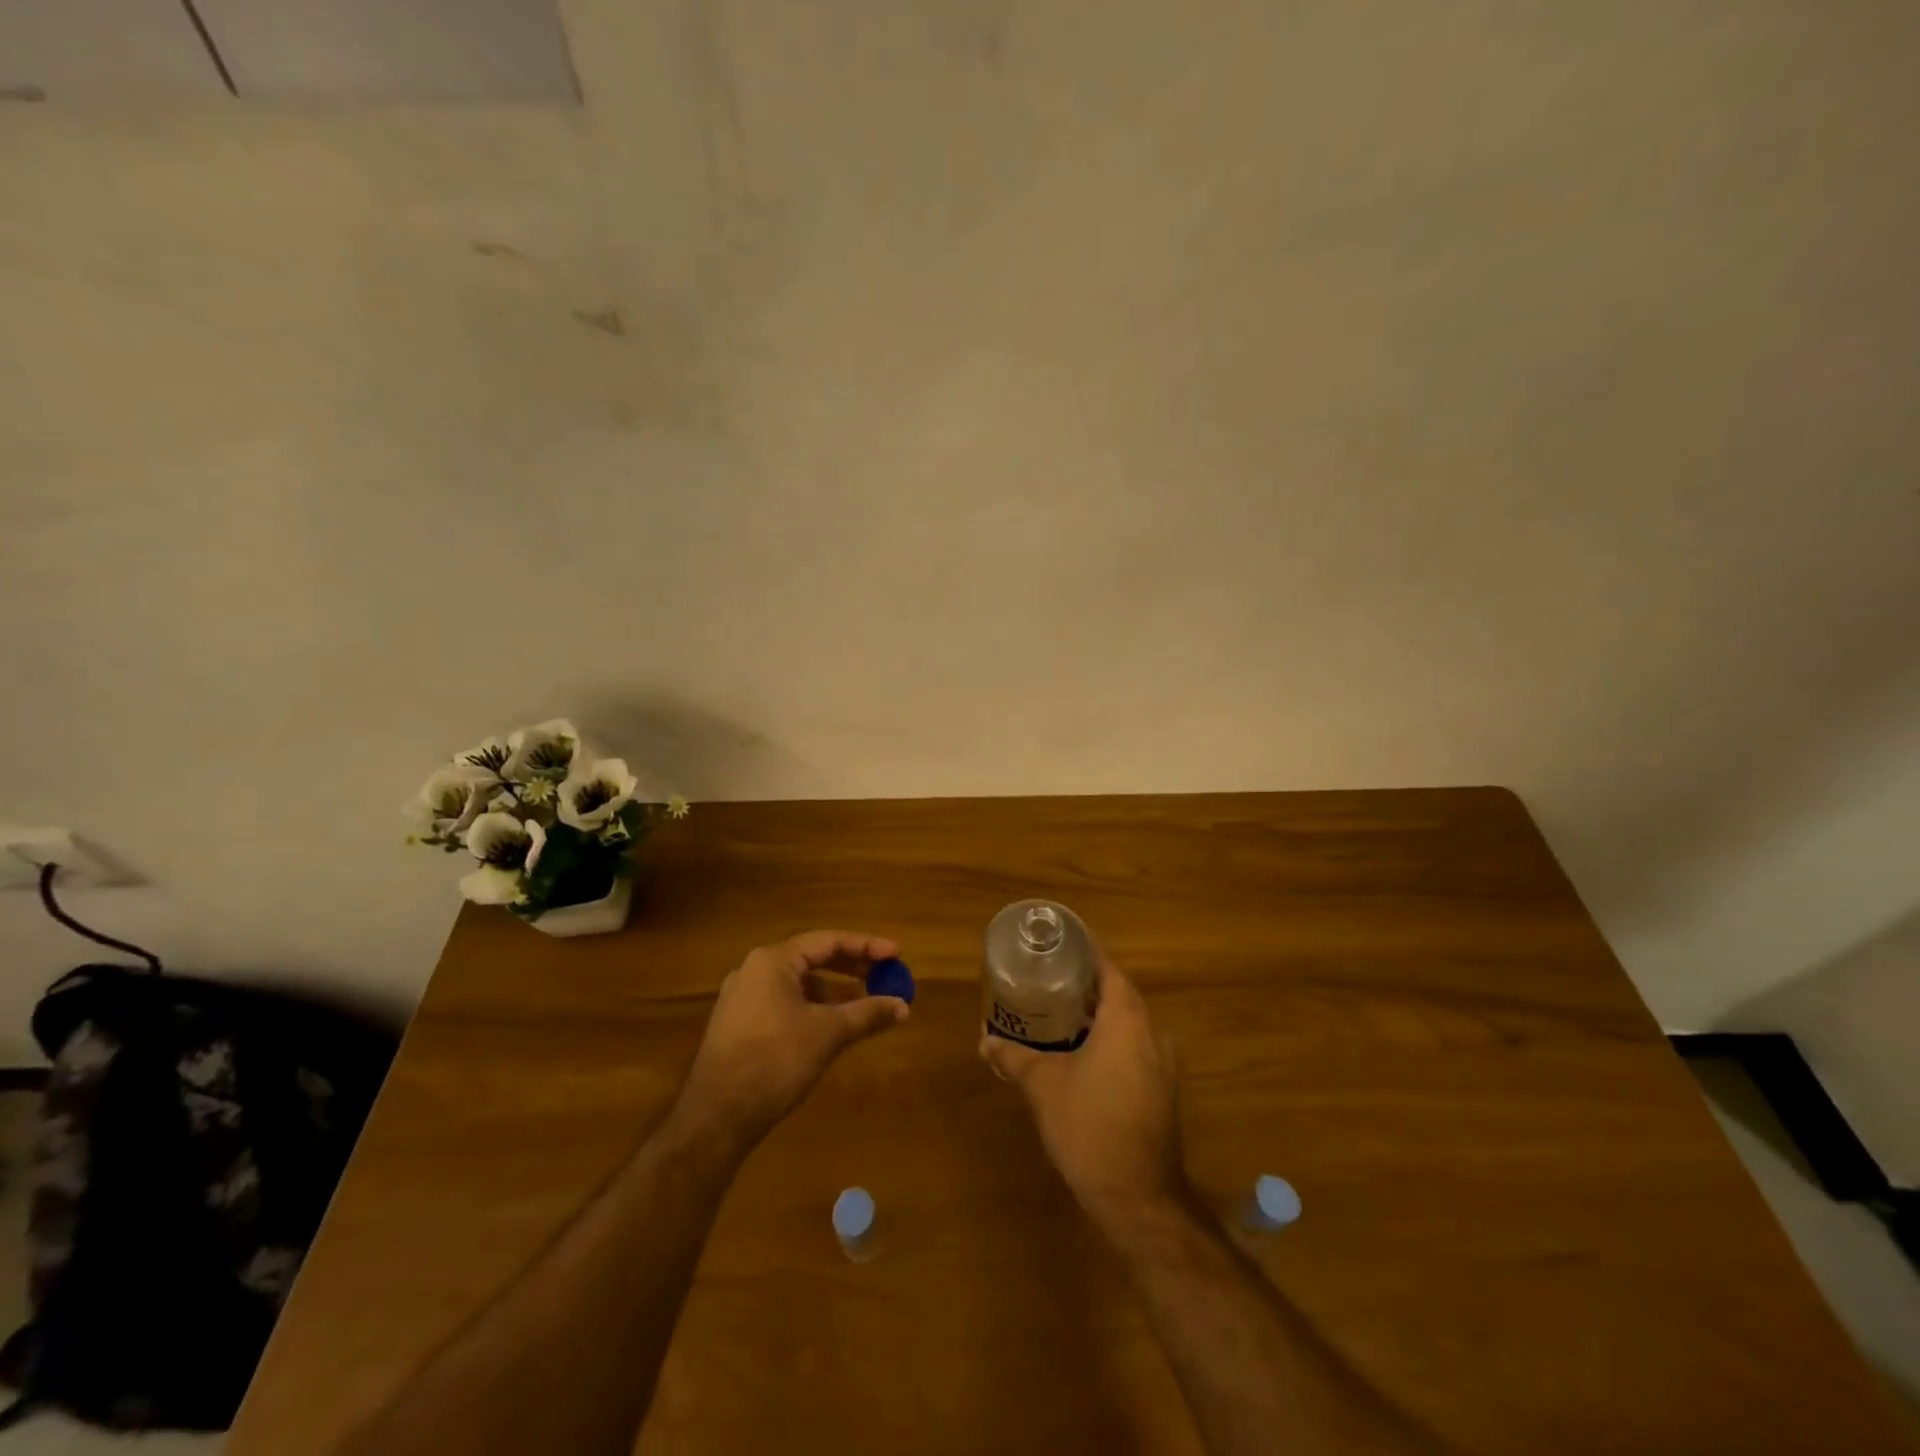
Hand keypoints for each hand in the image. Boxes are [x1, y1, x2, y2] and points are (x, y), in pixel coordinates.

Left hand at [674, 930, 908, 1150]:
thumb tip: (904, 1006)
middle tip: (885, 976)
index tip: (896, 954)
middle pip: (813, 958)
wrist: (716, 1118)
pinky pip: (785, 1003)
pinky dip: (814, 1008)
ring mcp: (743, 998)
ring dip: (834, 991)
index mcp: (773, 960)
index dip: (866, 946)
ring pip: (799, 984)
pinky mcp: (740, 1024)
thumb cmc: (775, 1061)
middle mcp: (755, 970)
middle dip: (852, 968)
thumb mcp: (828, 1034)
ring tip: (866, 1005)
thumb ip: (868, 1013)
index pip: (828, 941)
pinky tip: (833, 1027)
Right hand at [979, 951, 1184, 1235]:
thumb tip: (985, 1041)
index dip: (1084, 948)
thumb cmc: (1089, 1126)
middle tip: (1048, 973)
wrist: (1138, 1196)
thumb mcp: (1042, 1086)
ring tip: (1059, 1009)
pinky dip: (1109, 1037)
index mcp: (1126, 1017)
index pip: (1107, 965)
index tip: (1058, 940)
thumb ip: (1013, 1057)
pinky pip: (1134, 1044)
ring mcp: (1162, 1061)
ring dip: (1097, 1011)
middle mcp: (1151, 1030)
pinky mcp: (1161, 1087)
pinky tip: (1080, 1051)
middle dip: (1085, 980)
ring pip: (1127, 1020)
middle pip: (1118, 990)